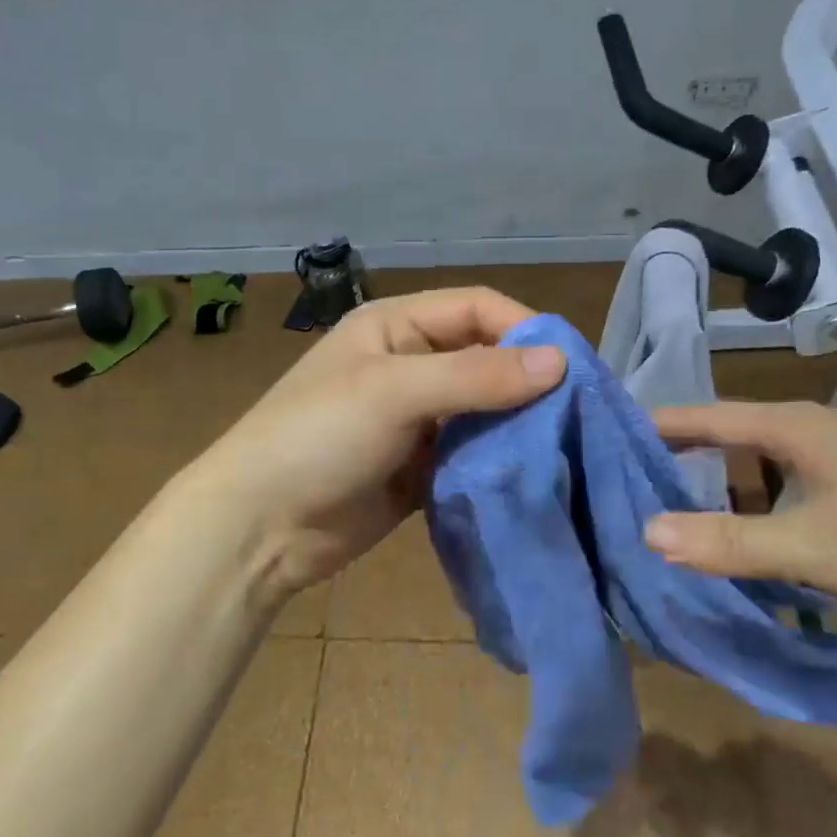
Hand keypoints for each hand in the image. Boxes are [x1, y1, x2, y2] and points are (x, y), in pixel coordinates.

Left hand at [176, 288, 565, 606]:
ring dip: (518, 424)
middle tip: (578, 411)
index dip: (523, 328)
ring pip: (484, 409)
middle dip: (528, 380)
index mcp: (396, 327)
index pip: (476, 308)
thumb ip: (476, 375)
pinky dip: (499, 460)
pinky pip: (472, 454)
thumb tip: (559, 362)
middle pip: (486, 358)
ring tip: (565, 445)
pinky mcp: (421, 467)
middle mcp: (411, 365)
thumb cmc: (317, 438)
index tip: (570, 366)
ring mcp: (416, 419)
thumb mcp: (393, 393)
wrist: (258, 528)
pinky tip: (531, 474)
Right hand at [643, 401, 836, 618]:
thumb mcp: (814, 547)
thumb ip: (730, 542)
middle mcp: (818, 430)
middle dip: (686, 457)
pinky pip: (795, 485)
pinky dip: (764, 503)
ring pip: (767, 464)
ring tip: (687, 513)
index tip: (612, 432)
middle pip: (733, 436)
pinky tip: (760, 536)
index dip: (661, 424)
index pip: (708, 416)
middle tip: (637, 482)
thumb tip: (647, 533)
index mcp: (796, 427)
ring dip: (728, 486)